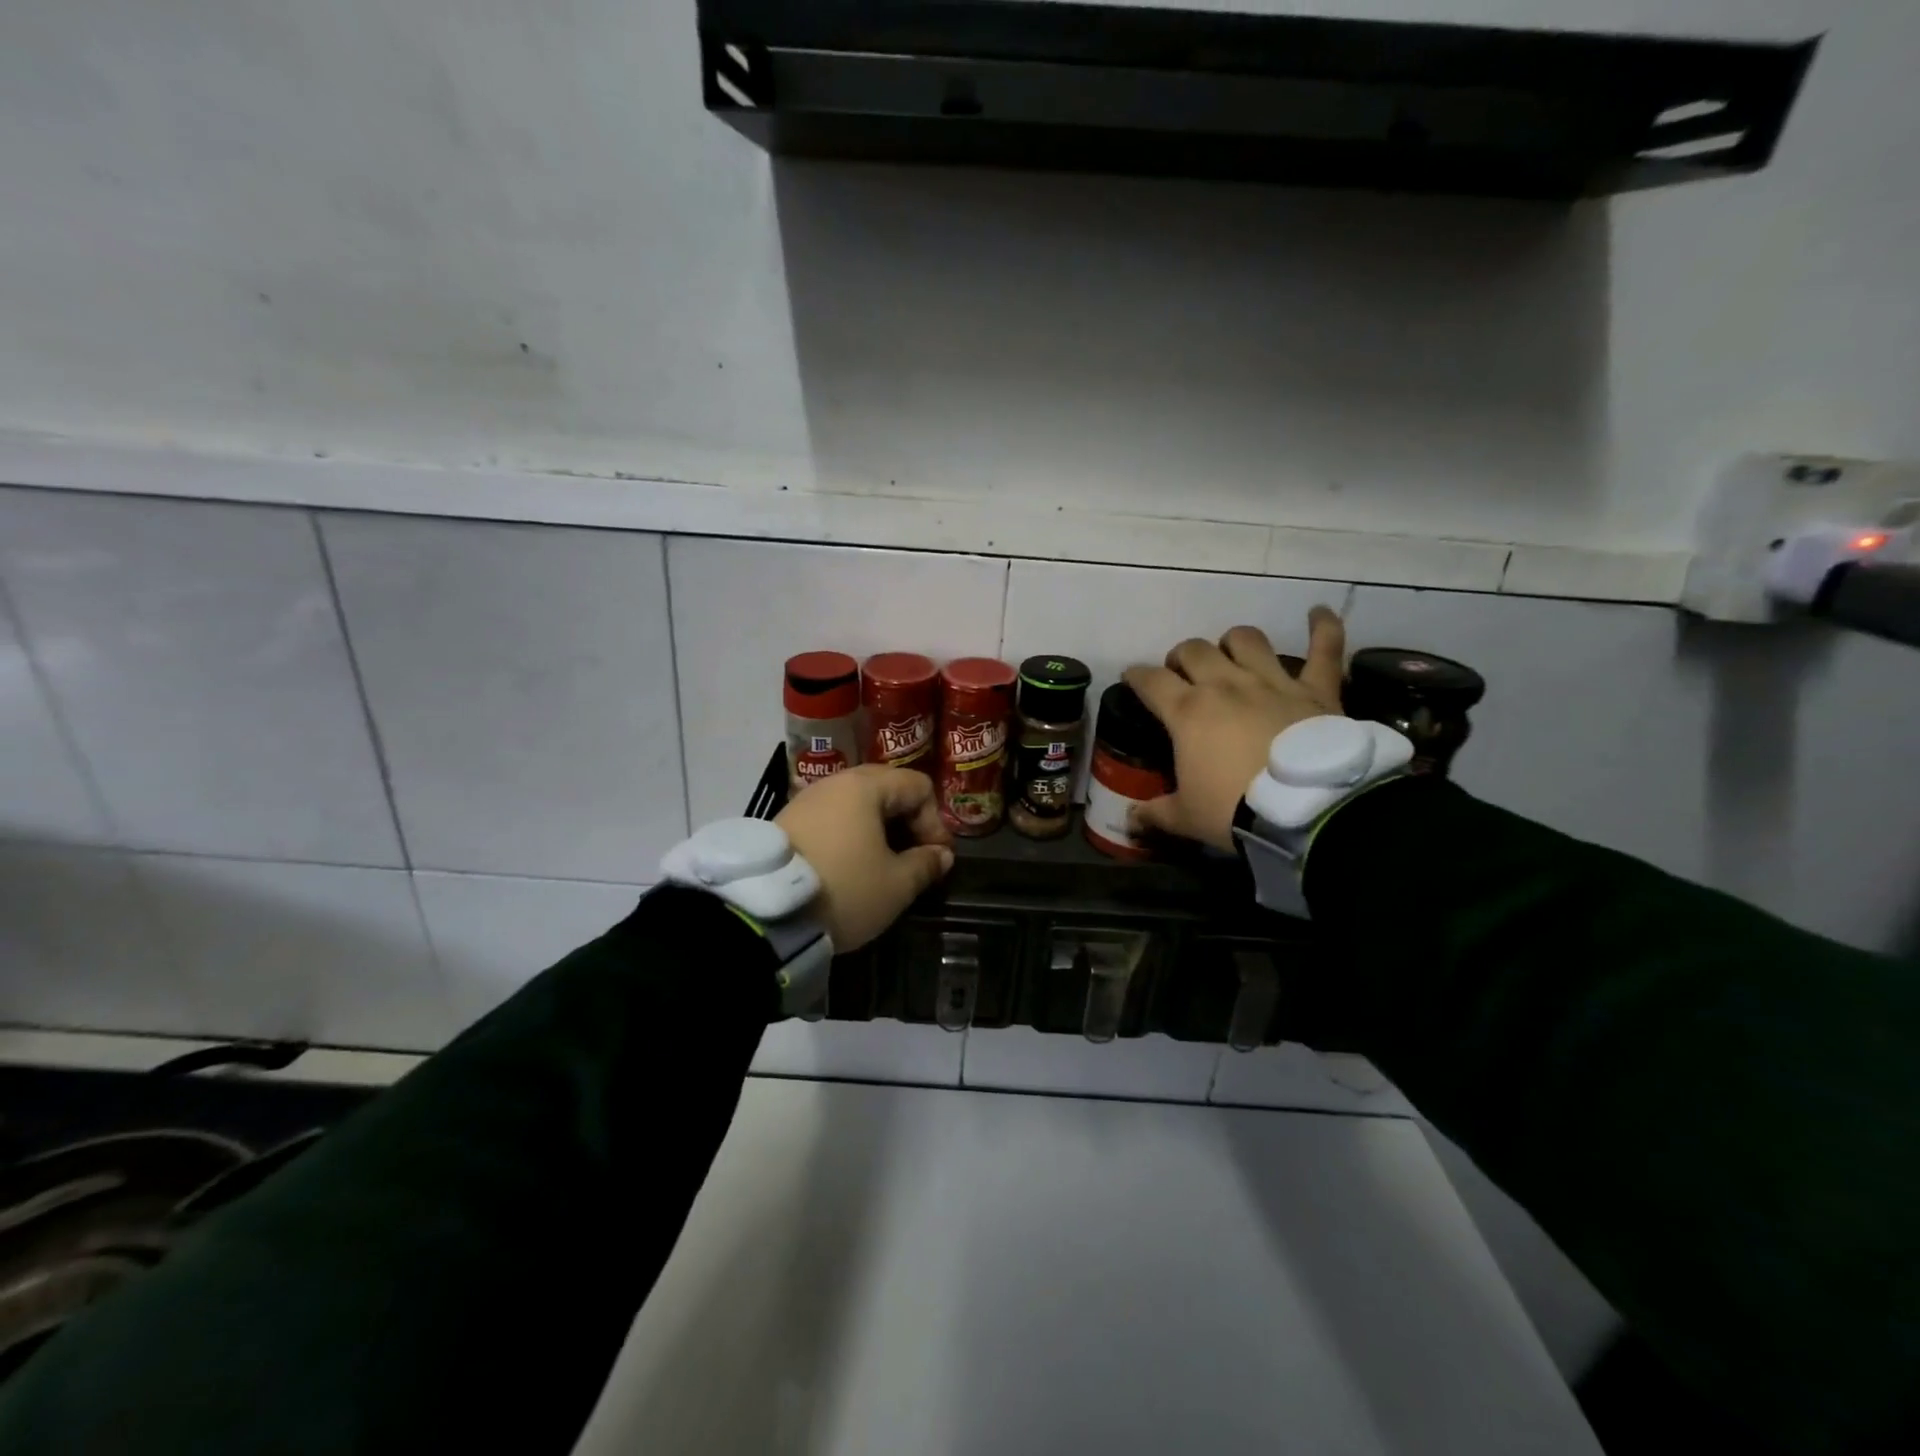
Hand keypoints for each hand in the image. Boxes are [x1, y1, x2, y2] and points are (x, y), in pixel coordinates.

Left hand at [775, 765, 955, 951]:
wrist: (765, 913)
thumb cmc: (844, 890)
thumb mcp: (896, 885)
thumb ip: (925, 864)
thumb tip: (941, 855)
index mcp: (865, 787)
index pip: (917, 786)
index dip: (935, 821)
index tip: (936, 858)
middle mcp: (834, 783)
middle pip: (886, 788)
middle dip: (907, 820)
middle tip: (914, 855)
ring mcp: (806, 800)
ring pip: (856, 803)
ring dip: (877, 828)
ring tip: (883, 863)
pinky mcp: (786, 821)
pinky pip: (832, 817)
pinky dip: (850, 834)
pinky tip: (850, 864)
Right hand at [1122, 607, 1347, 851]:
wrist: (1308, 812)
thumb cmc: (1235, 810)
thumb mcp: (1186, 818)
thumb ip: (1155, 813)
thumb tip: (1131, 820)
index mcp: (1188, 712)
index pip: (1150, 681)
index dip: (1136, 676)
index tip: (1132, 678)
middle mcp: (1226, 685)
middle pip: (1194, 651)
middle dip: (1181, 657)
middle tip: (1181, 674)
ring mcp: (1273, 681)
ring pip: (1246, 640)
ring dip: (1232, 642)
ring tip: (1230, 654)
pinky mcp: (1316, 689)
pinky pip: (1325, 648)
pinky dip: (1323, 627)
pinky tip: (1318, 613)